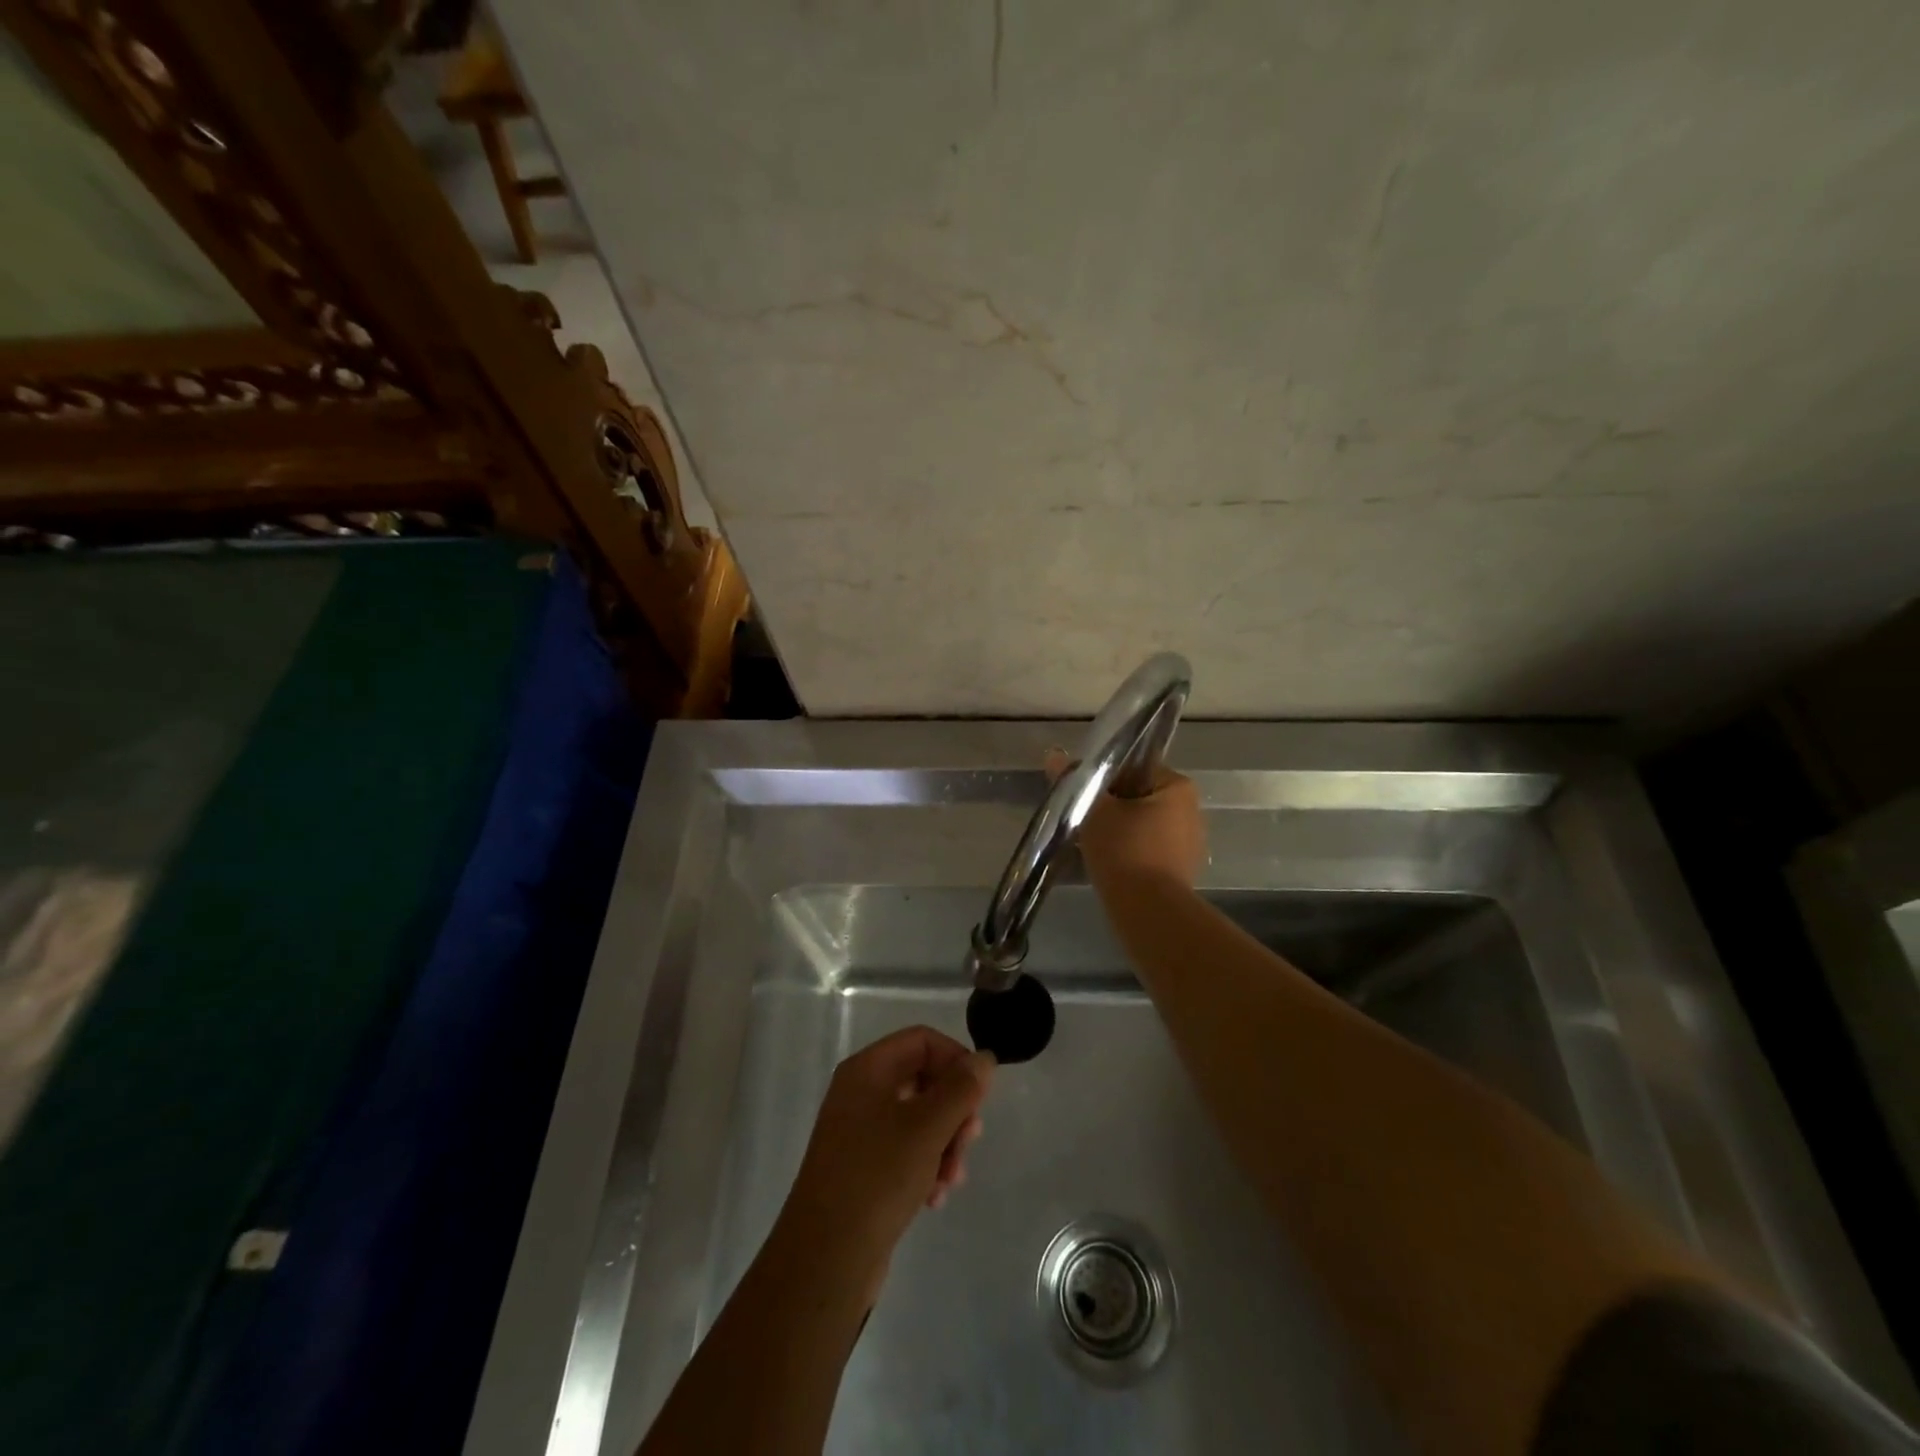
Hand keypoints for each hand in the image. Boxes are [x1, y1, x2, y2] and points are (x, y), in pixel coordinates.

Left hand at [775, 1026, 994, 1303]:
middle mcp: (861, 1092)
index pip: (923, 1040)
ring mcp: (859, 1130)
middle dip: (954, 1110)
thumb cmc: (877, 1178)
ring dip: (945, 1144)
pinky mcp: (863, 1167)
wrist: (826, 1257)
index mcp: (868, 1070)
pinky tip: (935, 1197)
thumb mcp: (927, 1128)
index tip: (980, 1095)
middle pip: (924, 1079)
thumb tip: (983, 1059)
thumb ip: (960, 1088)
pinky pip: (905, 1150)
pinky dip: (926, 1166)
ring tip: (953, 1178)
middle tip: (970, 1140)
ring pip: (919, 1119)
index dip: (956, 1059)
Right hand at [1045, 748, 1205, 888]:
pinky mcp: (1181, 871)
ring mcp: (1189, 843)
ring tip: (1090, 843)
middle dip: (1111, 807)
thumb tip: (1053, 755)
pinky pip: (1148, 850)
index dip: (1104, 779)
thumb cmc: (1124, 850)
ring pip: (1142, 825)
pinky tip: (1108, 863)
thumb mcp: (1093, 810)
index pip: (1135, 768)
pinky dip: (1129, 852)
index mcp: (1178, 786)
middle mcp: (1192, 810)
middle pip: (1138, 797)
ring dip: (1118, 831)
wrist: (1148, 911)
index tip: (1083, 795)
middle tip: (1083, 820)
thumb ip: (1075, 781)